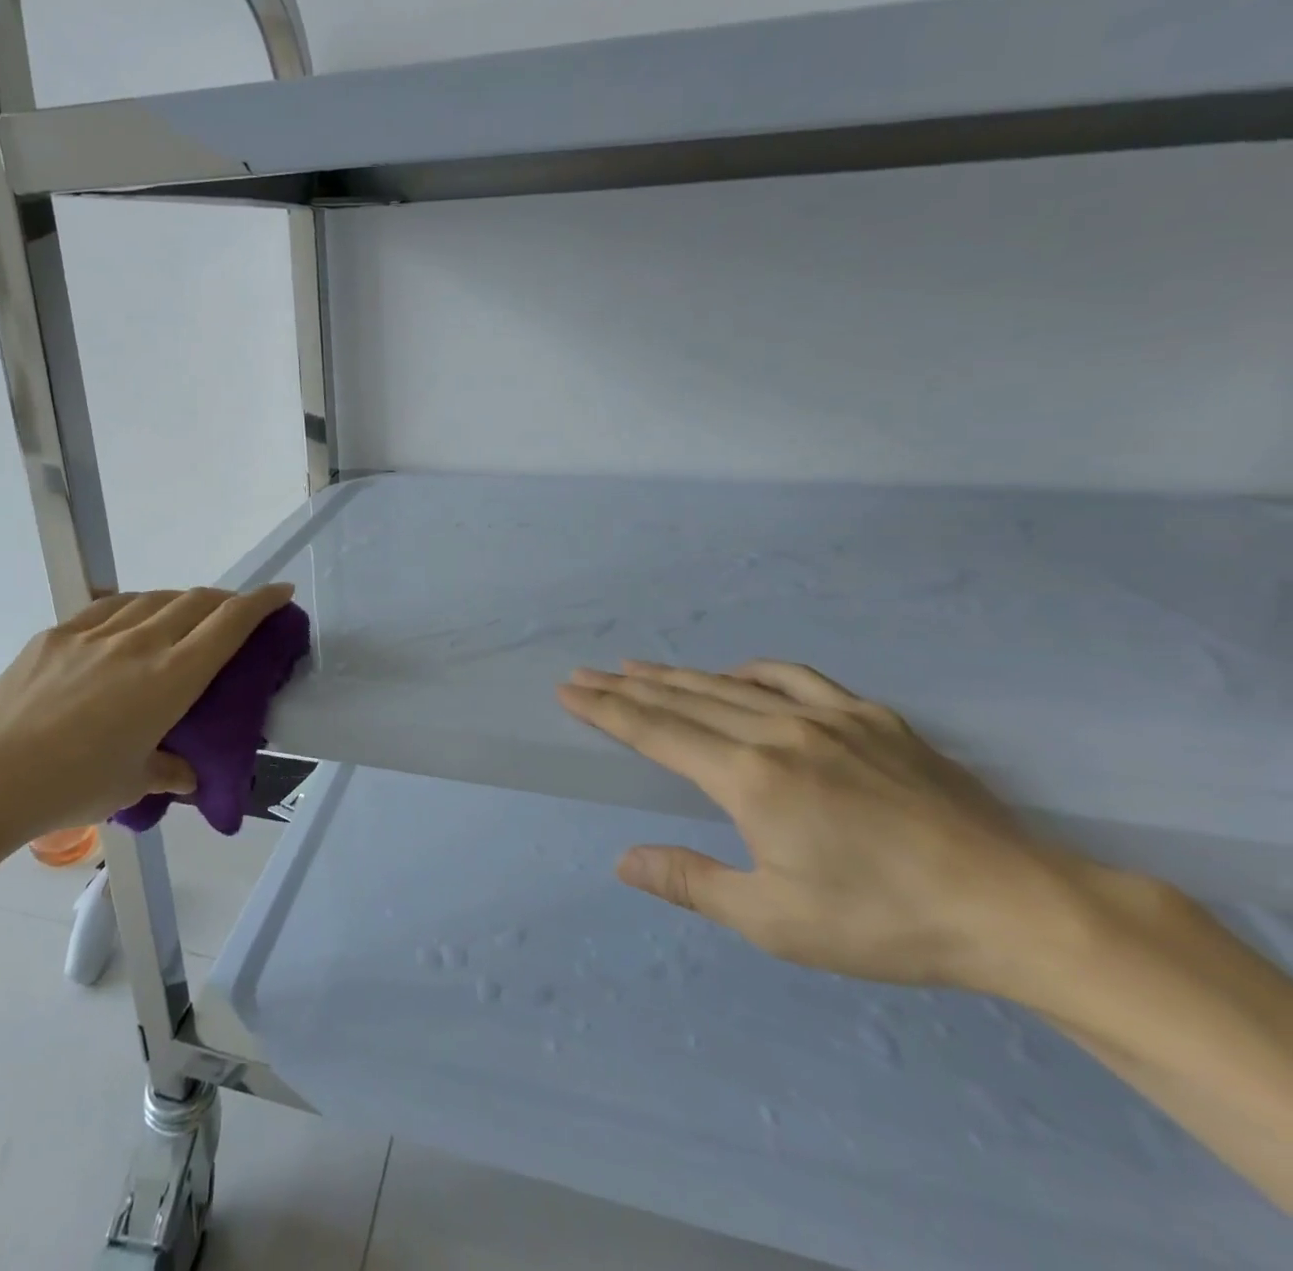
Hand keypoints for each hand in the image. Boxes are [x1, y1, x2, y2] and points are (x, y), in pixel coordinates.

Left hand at [0, 584, 295, 856]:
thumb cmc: (71, 786)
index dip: (261, 602)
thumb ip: (166, 771)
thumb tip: (185, 774)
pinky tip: (131, 621)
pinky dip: (135, 607)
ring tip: (185, 618)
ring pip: (153, 598)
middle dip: (226, 599)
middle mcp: (139, 643)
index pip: (228, 624)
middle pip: (196, 601)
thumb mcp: (131, 783)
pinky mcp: (58, 634)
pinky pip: (110, 607)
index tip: (281, 592)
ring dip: (181, 601)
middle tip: (237, 612)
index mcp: (169, 678)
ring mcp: (95, 633)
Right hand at [558, 659, 1079, 992]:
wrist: (1018, 908)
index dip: (607, 710)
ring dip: (676, 674)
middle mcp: (778, 733)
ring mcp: (828, 717)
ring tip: (636, 666)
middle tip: (585, 673)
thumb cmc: (886, 923)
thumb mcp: (778, 923)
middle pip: (682, 700)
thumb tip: (623, 860)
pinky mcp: (872, 717)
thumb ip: (693, 883)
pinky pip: (793, 678)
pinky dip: (751, 672)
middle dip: (625, 687)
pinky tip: (737, 674)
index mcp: (749, 778)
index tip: (570, 690)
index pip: (656, 732)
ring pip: (729, 684)